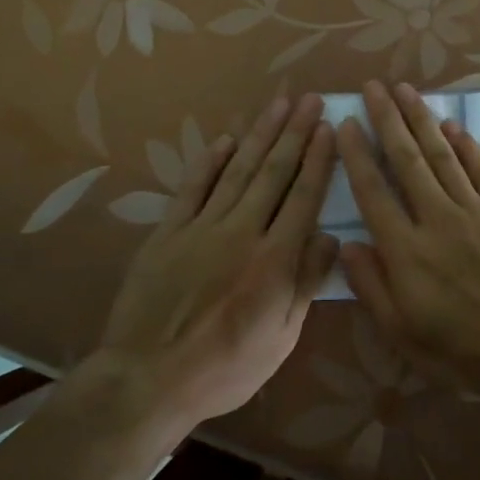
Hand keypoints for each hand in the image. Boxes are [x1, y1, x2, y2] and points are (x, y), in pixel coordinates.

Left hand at [101, 94, 338, 424]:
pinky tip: (225, 141)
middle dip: (295, 133)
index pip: (303, 197)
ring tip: (277, 105)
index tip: (328, 127)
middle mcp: (242, 232)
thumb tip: (331, 236)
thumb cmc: (225, 367)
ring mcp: (201, 227)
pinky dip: (210, 162)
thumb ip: (306, 283)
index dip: (318, 159)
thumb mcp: (281, 338)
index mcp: (275, 259)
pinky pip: (192, 188)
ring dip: (260, 135)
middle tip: (309, 100)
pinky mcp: (168, 232)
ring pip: (238, 171)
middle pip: (274, 173)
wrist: (148, 379)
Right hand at [337, 80, 479, 408]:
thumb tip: (347, 245)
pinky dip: (465, 144)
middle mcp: (436, 219)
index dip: (357, 154)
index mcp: (405, 251)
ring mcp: (474, 211)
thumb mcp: (403, 334)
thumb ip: (371, 287)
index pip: (372, 191)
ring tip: (405, 90)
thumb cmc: (463, 351)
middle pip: (406, 159)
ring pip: (442, 155)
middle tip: (373, 86)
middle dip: (387, 119)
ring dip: (421, 120)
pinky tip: (452, 125)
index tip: (346, 123)